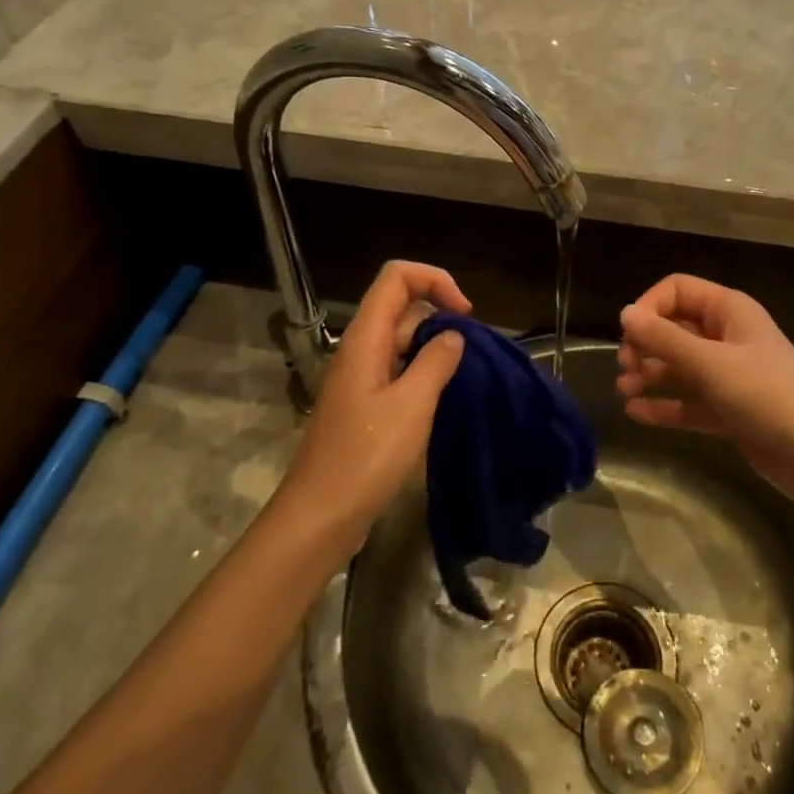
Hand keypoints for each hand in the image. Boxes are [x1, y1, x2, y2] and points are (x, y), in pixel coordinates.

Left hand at [274, 261, 469, 561]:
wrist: (321, 517)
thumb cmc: (366, 457)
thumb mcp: (412, 405)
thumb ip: (436, 361)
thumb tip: (453, 335)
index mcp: (366, 338)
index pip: (397, 276)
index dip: (435, 280)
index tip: (465, 315)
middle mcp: (361, 349)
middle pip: (402, 305)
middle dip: (441, 315)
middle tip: (473, 351)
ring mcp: (362, 377)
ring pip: (403, 340)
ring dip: (436, 347)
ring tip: (466, 374)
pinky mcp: (366, 405)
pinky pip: (399, 371)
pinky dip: (425, 373)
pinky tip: (446, 397)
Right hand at [616, 275, 793, 505]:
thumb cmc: (764, 393)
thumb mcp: (710, 362)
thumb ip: (664, 339)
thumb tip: (625, 313)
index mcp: (729, 311)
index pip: (678, 290)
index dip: (650, 306)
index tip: (629, 334)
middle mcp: (728, 337)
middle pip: (675, 328)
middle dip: (646, 344)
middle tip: (626, 367)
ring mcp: (729, 375)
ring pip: (680, 367)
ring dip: (650, 375)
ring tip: (625, 391)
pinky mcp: (729, 410)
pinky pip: (689, 401)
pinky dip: (664, 405)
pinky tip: (636, 414)